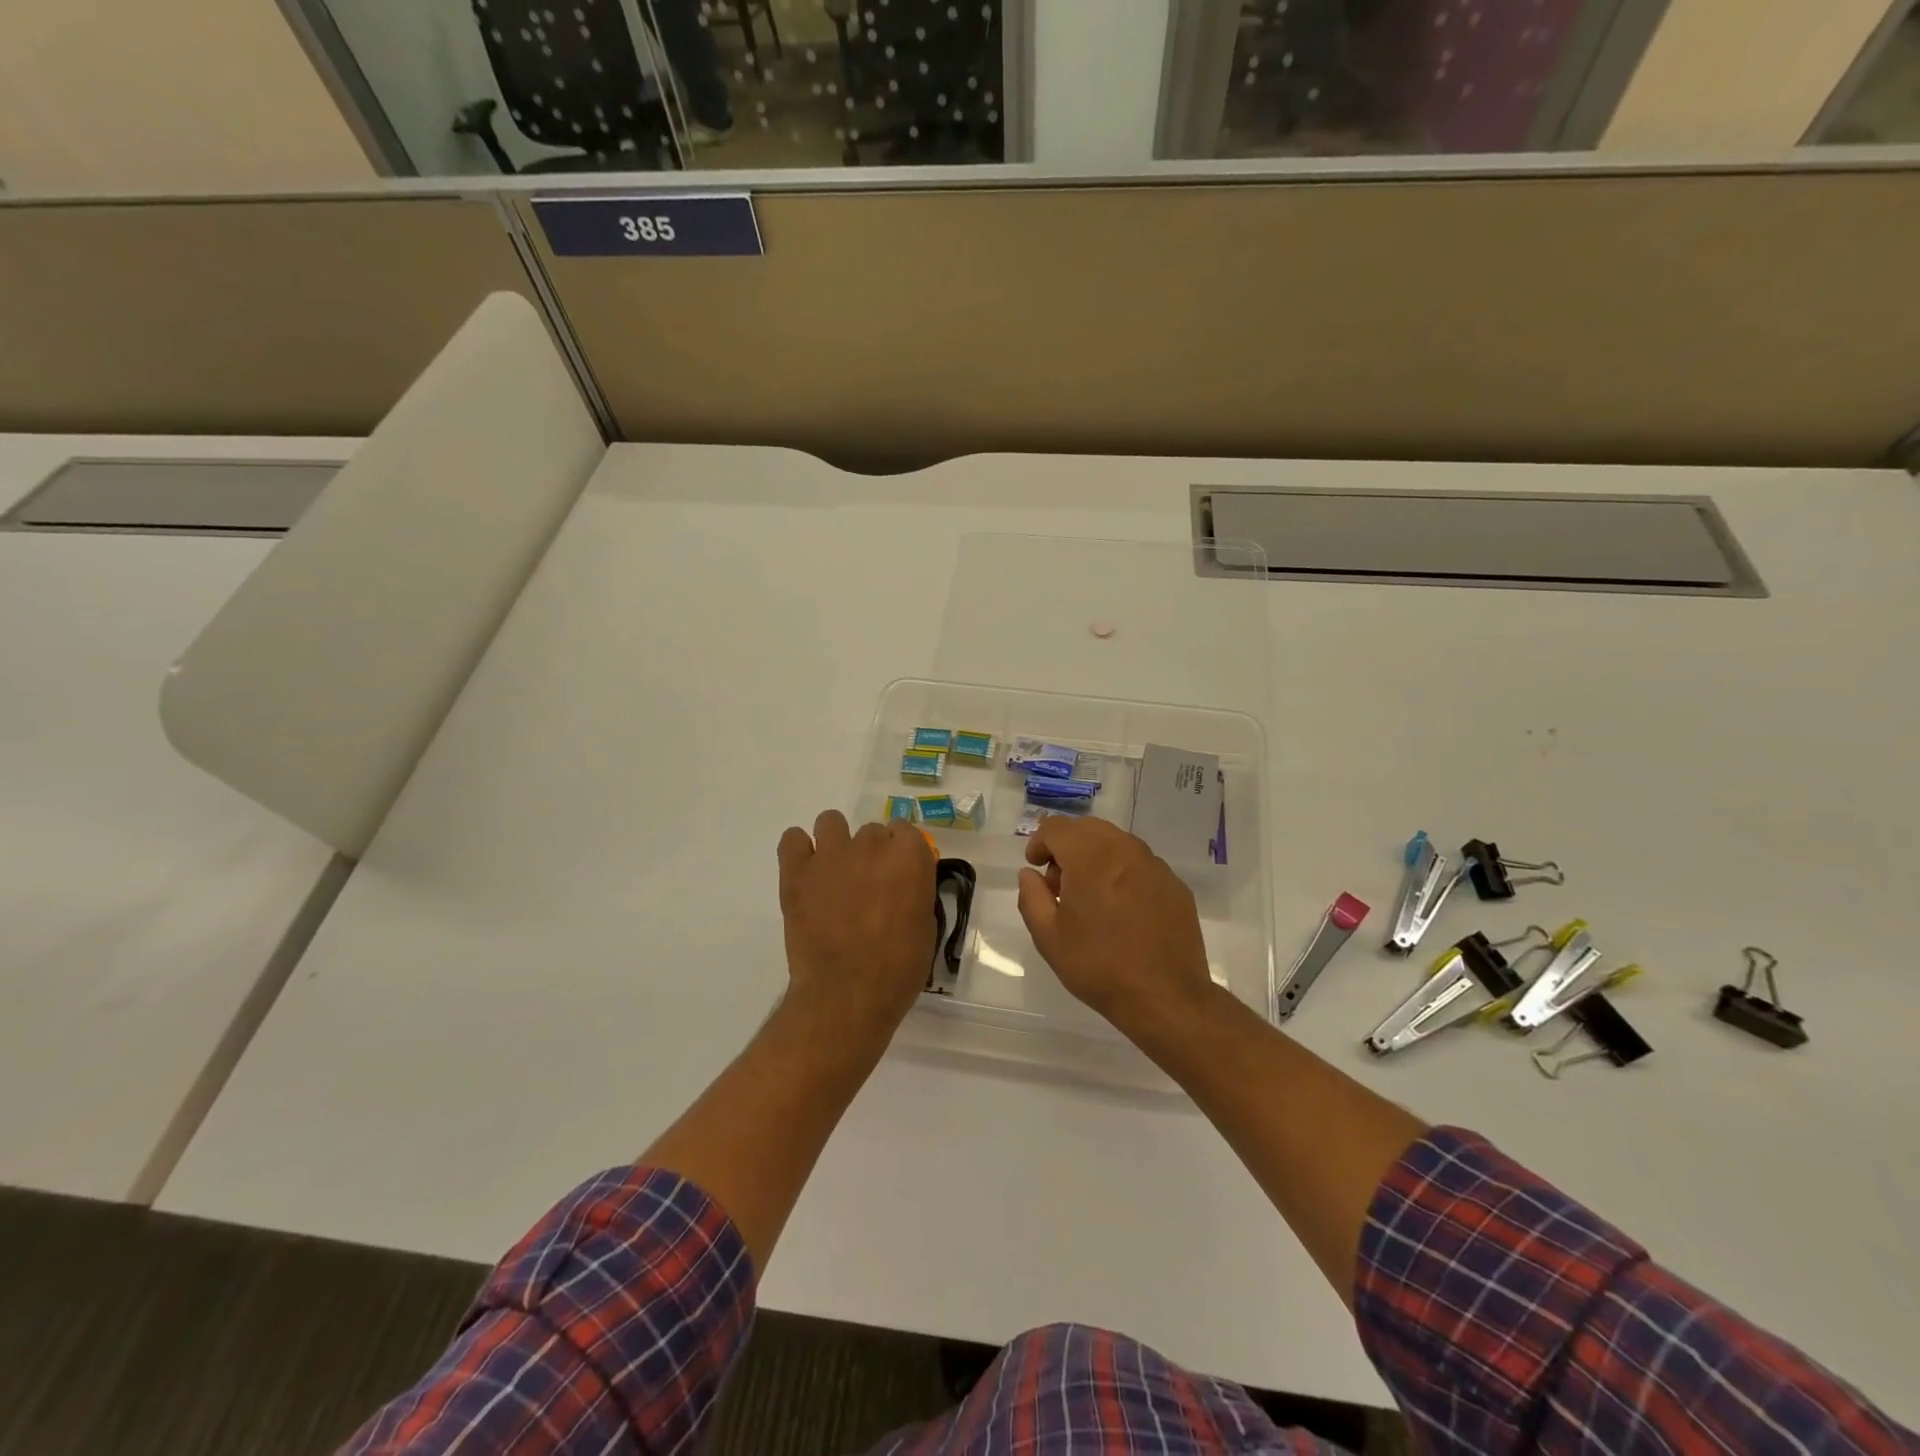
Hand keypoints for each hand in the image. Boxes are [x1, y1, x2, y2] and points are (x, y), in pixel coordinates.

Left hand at [777, 811, 934, 1045]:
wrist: (847, 994)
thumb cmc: (897, 969)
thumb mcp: (925, 926)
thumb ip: (915, 892)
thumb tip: (901, 886)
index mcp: (910, 857)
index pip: (906, 831)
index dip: (901, 854)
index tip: (897, 876)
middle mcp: (872, 845)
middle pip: (871, 831)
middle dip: (871, 854)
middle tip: (866, 887)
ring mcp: (831, 854)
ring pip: (831, 822)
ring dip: (836, 842)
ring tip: (834, 873)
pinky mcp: (797, 871)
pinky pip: (792, 838)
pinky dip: (799, 850)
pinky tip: (805, 872)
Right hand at [1016, 815, 1218, 1037]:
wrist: (1166, 997)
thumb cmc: (1099, 967)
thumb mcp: (1048, 937)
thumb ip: (1032, 896)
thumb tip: (1030, 874)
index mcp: (1090, 857)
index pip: (1057, 827)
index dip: (1039, 842)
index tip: (1036, 867)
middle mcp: (1125, 850)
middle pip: (1087, 828)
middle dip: (1067, 846)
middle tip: (1060, 884)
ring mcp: (1154, 865)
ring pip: (1116, 842)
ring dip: (1095, 856)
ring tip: (1091, 897)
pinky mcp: (1175, 884)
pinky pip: (1140, 863)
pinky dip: (1122, 872)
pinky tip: (1122, 909)